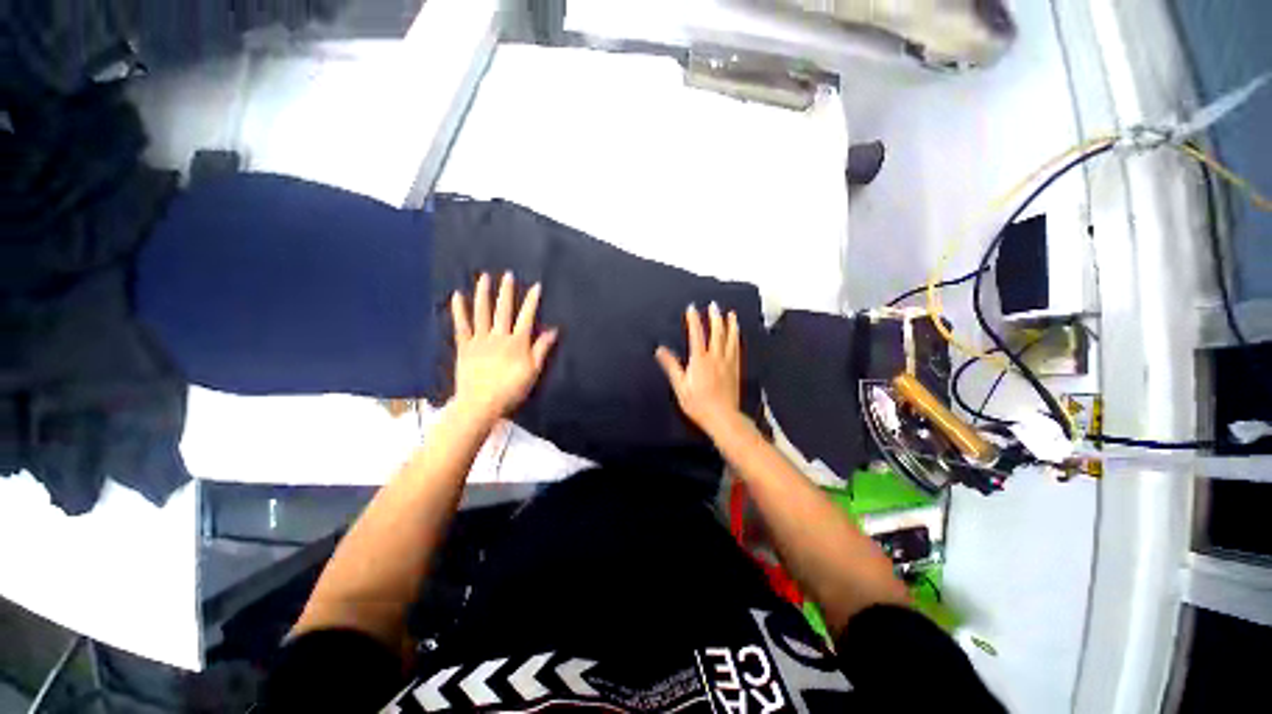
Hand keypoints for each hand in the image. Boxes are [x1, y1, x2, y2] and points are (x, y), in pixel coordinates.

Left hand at [450, 272, 557, 421]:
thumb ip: (541, 349)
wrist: (481, 403)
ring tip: (484, 277)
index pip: (527, 317)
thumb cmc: (511, 389)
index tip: (536, 286)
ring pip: (482, 312)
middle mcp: (499, 336)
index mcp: (517, 342)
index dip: (532, 301)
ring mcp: (480, 340)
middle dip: (507, 291)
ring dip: (483, 294)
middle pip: (503, 310)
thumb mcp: (533, 371)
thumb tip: (553, 330)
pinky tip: (457, 296)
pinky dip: (459, 310)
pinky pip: (461, 325)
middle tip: (507, 274)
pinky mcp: (465, 346)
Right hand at [655, 302, 743, 435]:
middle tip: (714, 305)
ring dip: (730, 325)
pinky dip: (736, 339)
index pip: (697, 335)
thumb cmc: (698, 404)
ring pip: (730, 339)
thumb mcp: (680, 386)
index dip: (694, 320)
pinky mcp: (735, 370)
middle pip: (716, 333)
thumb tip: (660, 350)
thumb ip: (672, 366)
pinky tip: (737, 335)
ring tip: (731, 314)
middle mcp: (716, 358)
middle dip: (715, 317)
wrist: (722, 418)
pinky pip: (737, 349)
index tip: (692, 308)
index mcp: (700, 360)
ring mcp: (728, 363)